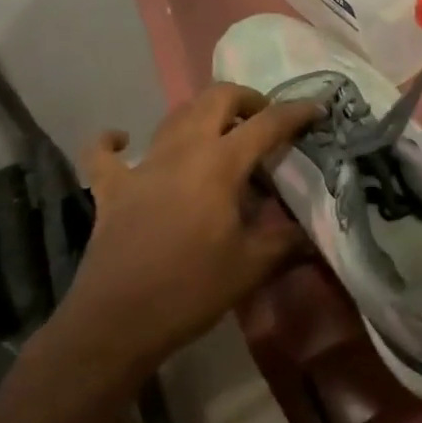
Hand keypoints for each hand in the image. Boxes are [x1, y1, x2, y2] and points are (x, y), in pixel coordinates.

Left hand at [50, 84, 319, 386]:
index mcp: (221, 164)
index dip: (296, 112)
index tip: (316, 110)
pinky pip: (104, 154)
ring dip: (201, 113)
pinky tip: (121, 140)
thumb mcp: (252, 267)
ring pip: (174, 116)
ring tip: (220, 131)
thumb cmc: (190, 291)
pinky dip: (113, 141)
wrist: (115, 324)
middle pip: (216, 98)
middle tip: (264, 119)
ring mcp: (142, 166)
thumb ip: (285, 240)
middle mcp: (183, 151)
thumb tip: (309, 230)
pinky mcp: (111, 189)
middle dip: (246, 98)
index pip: (267, 124)